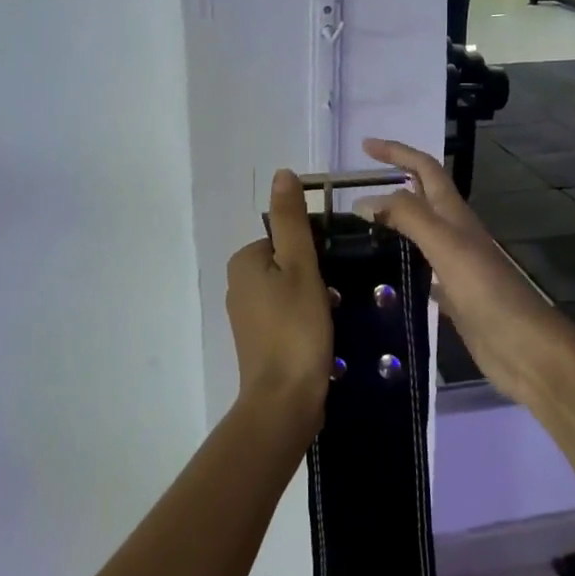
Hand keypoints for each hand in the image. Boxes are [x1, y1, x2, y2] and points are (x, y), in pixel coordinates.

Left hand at [224, 169, 333, 438]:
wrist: (285, 402)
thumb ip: (292, 220)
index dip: (314, 250)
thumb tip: (282, 173)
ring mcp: (247, 315)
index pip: (286, 236)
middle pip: (288, 262)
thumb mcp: (300, 266)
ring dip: (314, 298)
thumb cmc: (296, 328)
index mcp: (244, 261)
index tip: (332, 271)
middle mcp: (238, 284)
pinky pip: (287, 315)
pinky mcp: (259, 341)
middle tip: (336, 297)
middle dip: (316, 275)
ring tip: (333, 318)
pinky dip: (306, 320)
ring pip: (290, 289)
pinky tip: (323, 337)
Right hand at [355, 138, 574, 406]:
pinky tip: (383, 274)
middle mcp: (455, 234)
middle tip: (355, 187)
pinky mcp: (453, 296)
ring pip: (420, 233)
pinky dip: (402, 263)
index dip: (397, 152)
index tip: (365, 145)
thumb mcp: (445, 244)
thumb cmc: (486, 290)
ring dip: (395, 222)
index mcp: (455, 215)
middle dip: (394, 182)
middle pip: (423, 197)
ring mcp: (455, 266)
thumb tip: (365, 199)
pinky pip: (422, 269)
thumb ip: (407, 217)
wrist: (523, 347)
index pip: (424, 169)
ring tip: (361, 227)